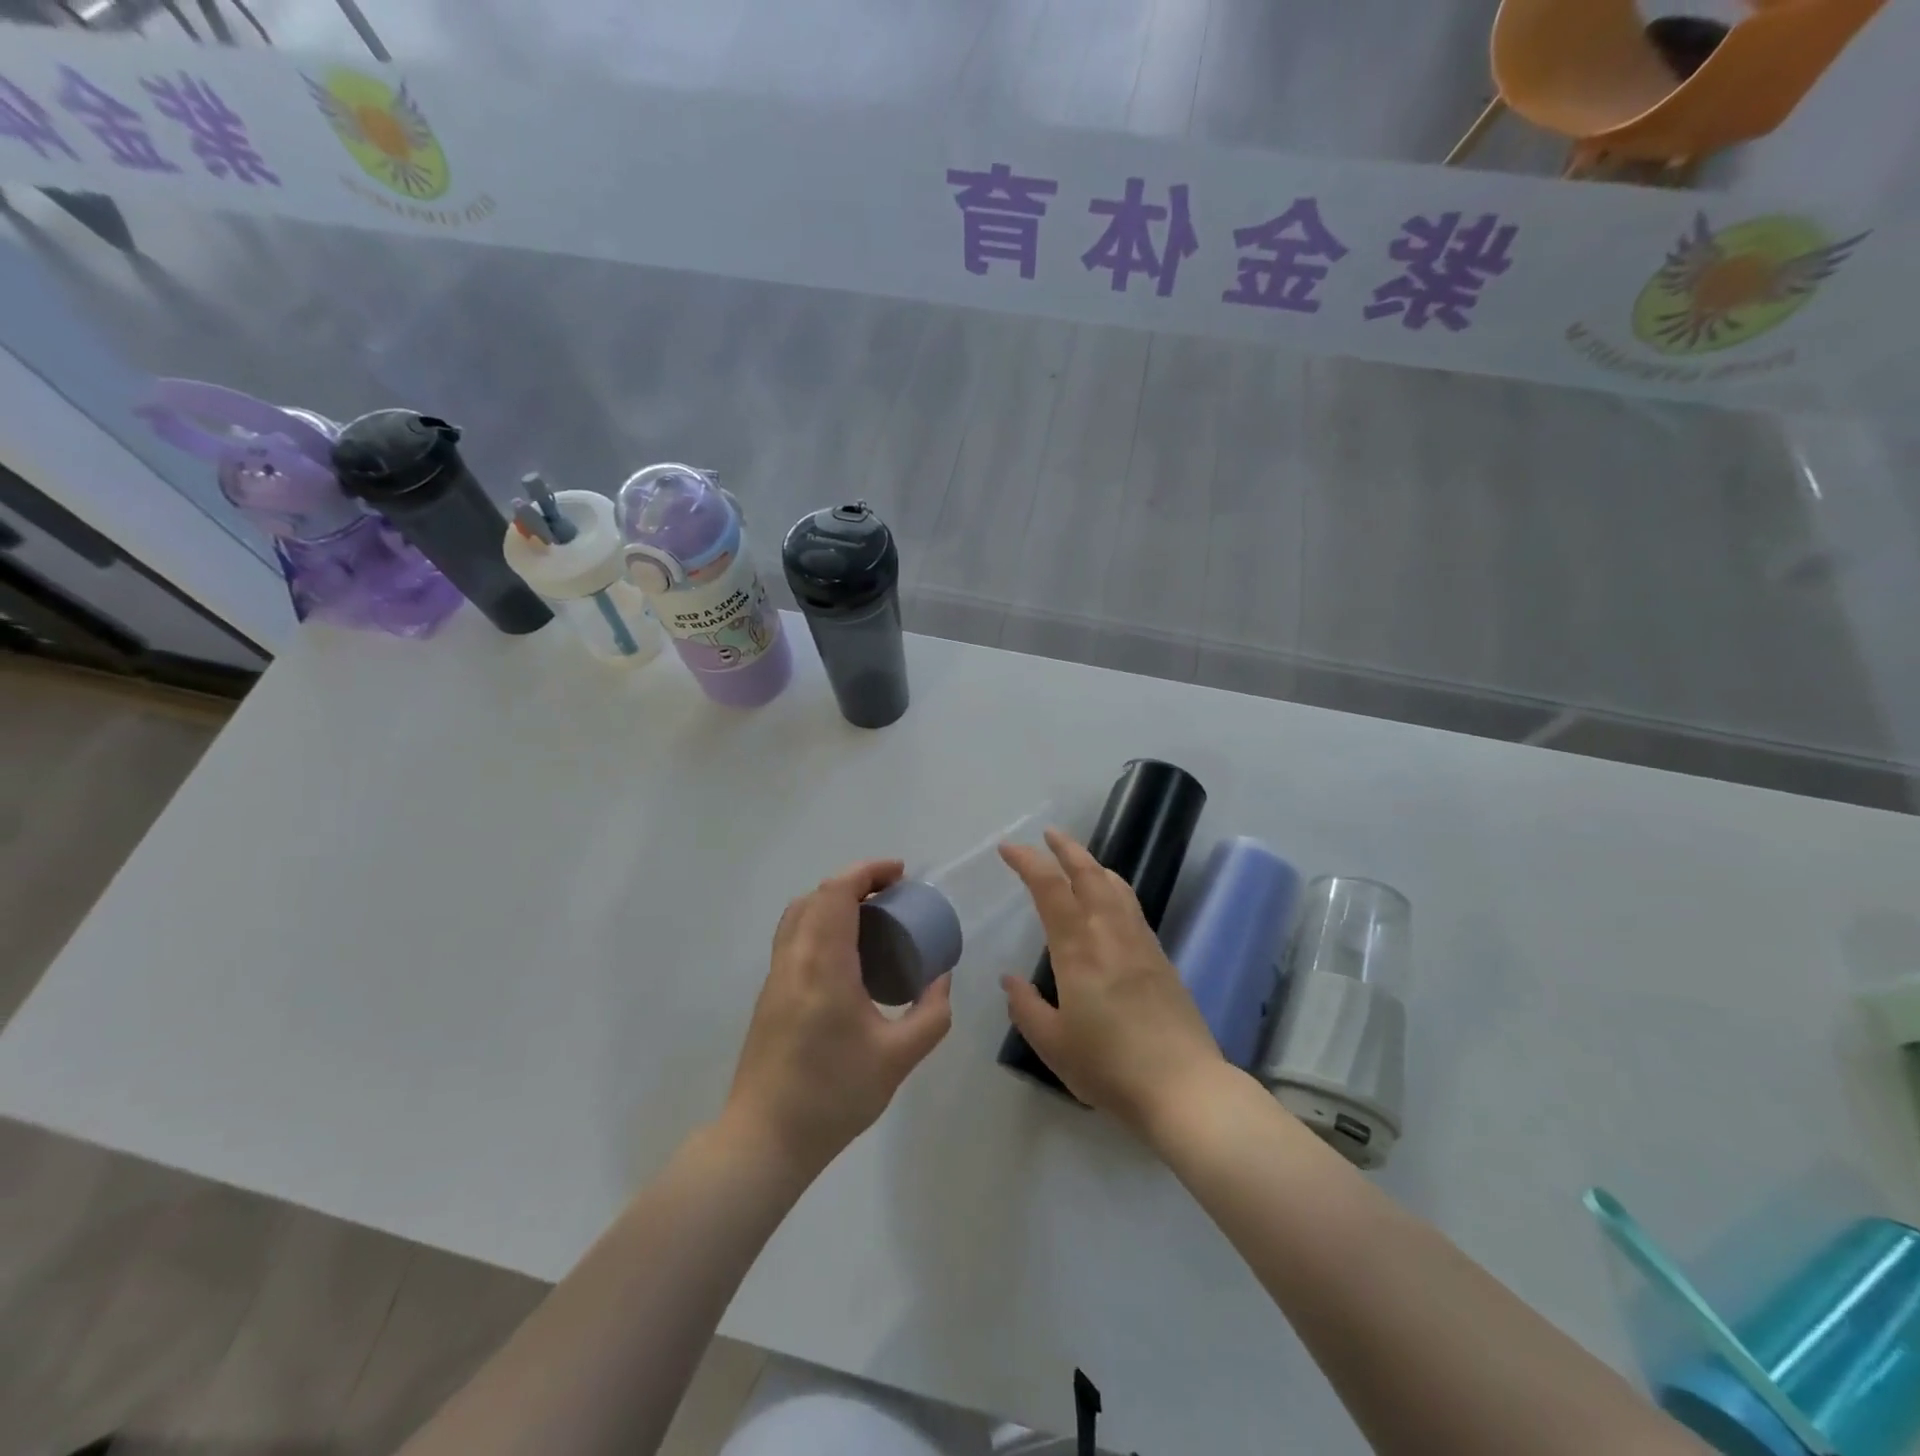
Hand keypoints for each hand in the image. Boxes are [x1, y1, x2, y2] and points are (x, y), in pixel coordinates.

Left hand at [725, 859, 952, 1178]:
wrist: (765, 1139)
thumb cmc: (834, 1095)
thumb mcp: (898, 1058)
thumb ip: (931, 1014)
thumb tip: (941, 979)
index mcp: (823, 965)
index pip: (837, 893)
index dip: (868, 872)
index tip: (901, 874)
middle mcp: (794, 959)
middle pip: (817, 896)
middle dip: (855, 882)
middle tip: (892, 895)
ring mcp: (776, 976)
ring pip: (799, 914)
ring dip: (834, 902)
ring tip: (872, 919)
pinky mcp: (770, 994)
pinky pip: (794, 937)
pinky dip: (821, 924)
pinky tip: (848, 955)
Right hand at [1000, 829, 1228, 1142]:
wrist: (1184, 1088)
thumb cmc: (1110, 1067)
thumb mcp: (1053, 1045)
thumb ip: (1026, 1008)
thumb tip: (1010, 980)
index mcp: (1078, 949)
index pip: (1050, 888)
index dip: (1028, 862)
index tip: (1009, 849)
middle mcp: (1110, 934)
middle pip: (1089, 874)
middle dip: (1066, 849)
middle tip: (1048, 835)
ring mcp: (1140, 943)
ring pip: (1116, 886)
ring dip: (1093, 865)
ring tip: (1079, 861)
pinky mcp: (1161, 958)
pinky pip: (1132, 907)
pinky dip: (1114, 888)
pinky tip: (1110, 902)